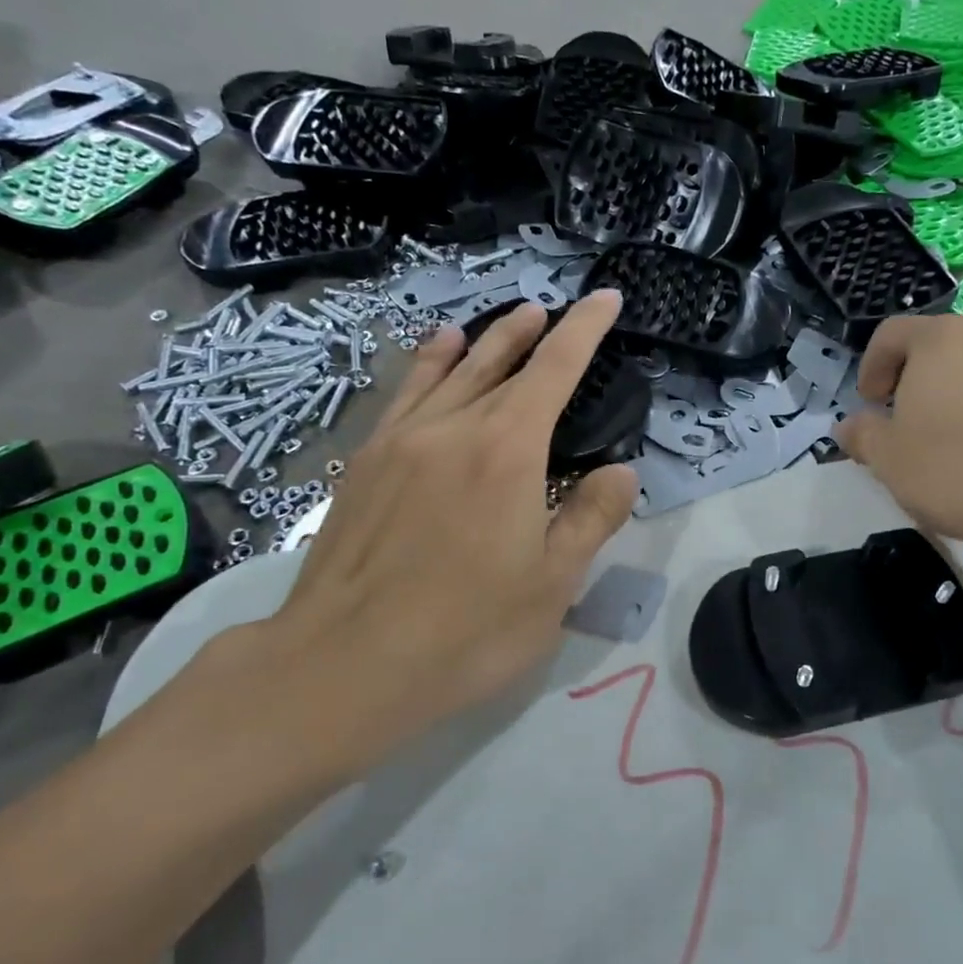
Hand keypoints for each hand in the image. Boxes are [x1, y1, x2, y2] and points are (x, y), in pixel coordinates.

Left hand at [198, 294, 639, 785]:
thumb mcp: (552, 585)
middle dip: (533, 332)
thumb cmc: (465, 630)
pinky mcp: (365, 463)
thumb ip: (591, 519)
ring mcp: (402, 441)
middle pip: (500, 362)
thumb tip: (620, 472)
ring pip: (451, 371)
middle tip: (554, 310)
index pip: (556, 369)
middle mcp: (454, 428)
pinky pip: (405, 394)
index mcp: (507, 451)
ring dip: (485, 341)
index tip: (605, 299)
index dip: (585, 329)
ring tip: (507, 319)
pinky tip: (434, 352)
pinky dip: (428, 364)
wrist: (342, 664)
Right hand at [837, 314, 962, 571]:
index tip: (870, 405)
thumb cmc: (961, 471)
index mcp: (938, 340)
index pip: (890, 335)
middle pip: (935, 346)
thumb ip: (861, 435)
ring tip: (950, 436)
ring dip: (953, 391)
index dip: (871, 367)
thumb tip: (849, 425)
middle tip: (904, 423)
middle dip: (912, 379)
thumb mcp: (889, 460)